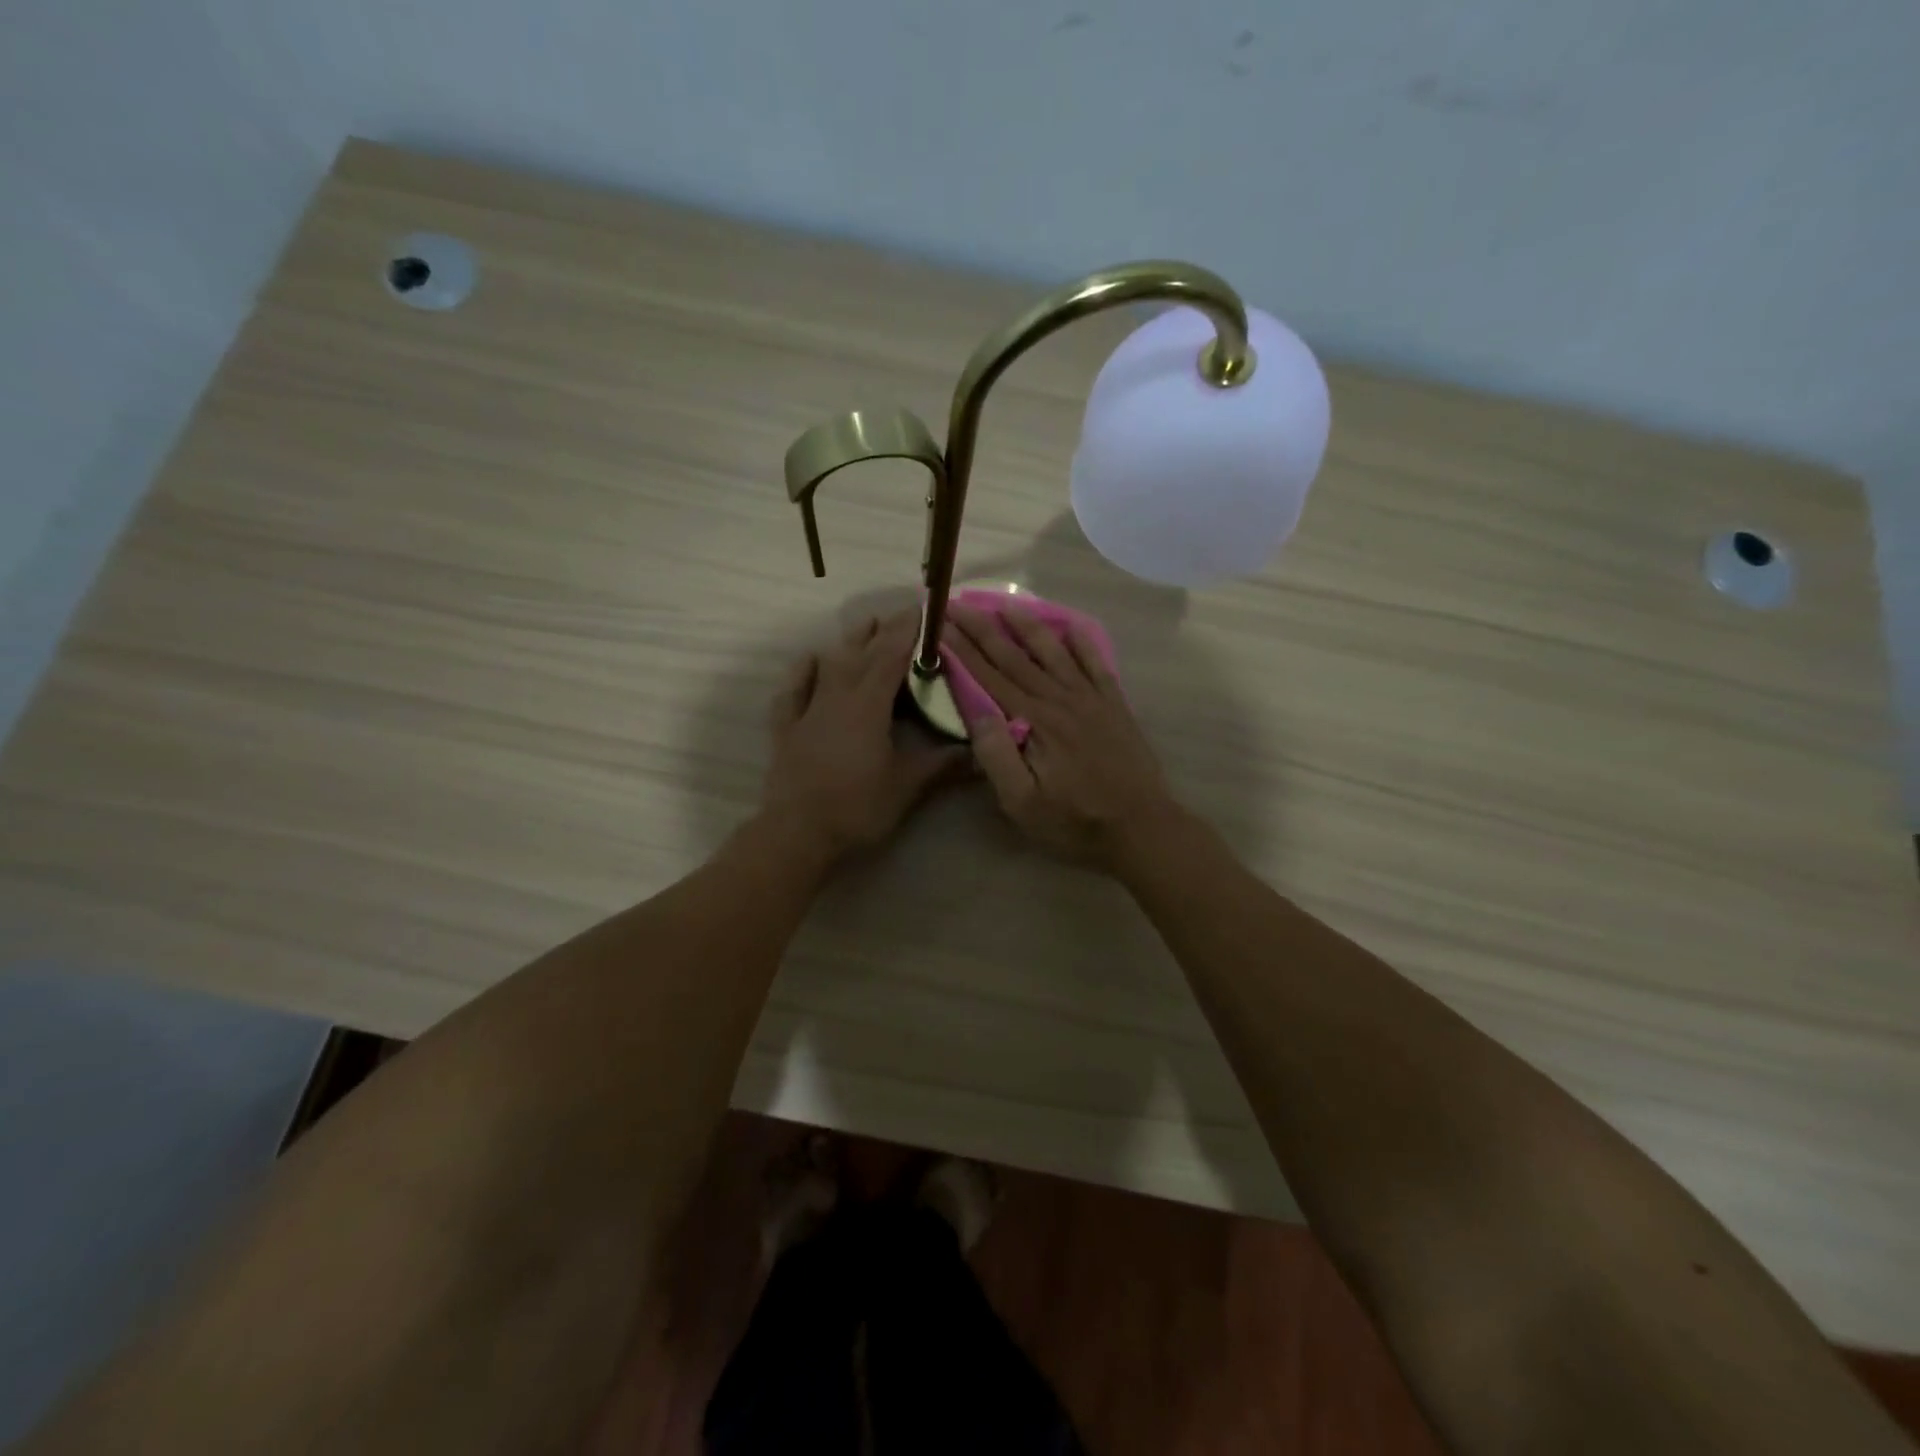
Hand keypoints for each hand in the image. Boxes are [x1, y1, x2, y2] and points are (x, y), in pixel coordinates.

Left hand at [759, 611, 968, 864]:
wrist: (797, 833)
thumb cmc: (856, 807)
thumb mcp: (907, 786)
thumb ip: (942, 764)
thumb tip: (979, 752)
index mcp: (868, 704)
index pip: (893, 654)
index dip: (910, 630)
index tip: (927, 608)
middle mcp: (837, 695)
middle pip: (862, 652)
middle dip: (884, 629)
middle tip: (903, 613)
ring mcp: (809, 709)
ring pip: (831, 663)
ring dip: (850, 642)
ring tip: (866, 624)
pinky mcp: (788, 727)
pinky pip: (794, 688)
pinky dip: (805, 670)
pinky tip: (811, 658)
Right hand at [942, 604, 1182, 868]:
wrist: (1141, 827)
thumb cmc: (1075, 822)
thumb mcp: (1023, 803)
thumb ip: (997, 757)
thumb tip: (977, 711)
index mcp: (1035, 721)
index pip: (990, 677)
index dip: (963, 650)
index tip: (941, 625)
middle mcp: (1061, 699)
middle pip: (1015, 656)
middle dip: (984, 628)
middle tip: (959, 604)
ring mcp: (1091, 698)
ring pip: (1053, 651)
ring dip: (1027, 624)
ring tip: (1005, 602)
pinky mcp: (1114, 704)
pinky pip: (1095, 663)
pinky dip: (1081, 642)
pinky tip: (1069, 627)